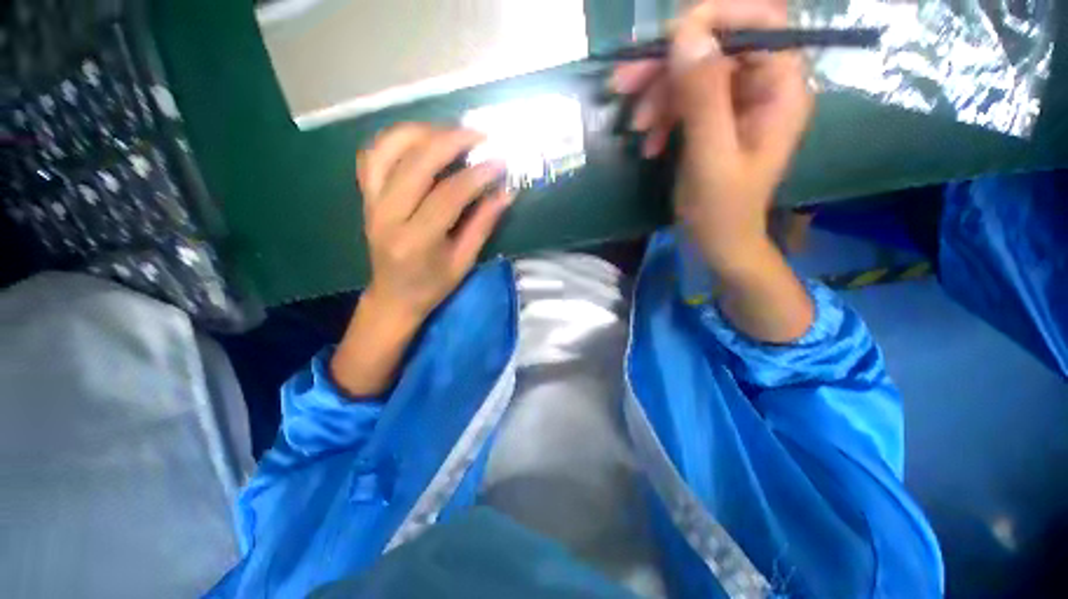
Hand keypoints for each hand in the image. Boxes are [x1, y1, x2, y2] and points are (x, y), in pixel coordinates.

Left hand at [358, 124, 510, 323]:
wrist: (392, 296)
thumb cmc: (432, 286)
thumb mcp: (463, 261)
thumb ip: (483, 225)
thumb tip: (505, 193)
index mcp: (416, 240)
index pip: (447, 195)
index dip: (476, 175)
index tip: (499, 162)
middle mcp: (387, 216)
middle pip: (416, 163)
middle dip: (450, 141)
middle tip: (479, 135)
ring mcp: (371, 202)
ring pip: (387, 149)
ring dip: (420, 132)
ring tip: (450, 132)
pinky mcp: (365, 196)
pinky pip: (372, 155)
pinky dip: (394, 140)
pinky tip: (419, 140)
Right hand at [613, 0, 812, 269]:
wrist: (718, 243)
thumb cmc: (721, 211)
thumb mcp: (710, 157)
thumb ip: (703, 97)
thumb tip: (686, 33)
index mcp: (780, 89)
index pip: (759, 22)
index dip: (713, 19)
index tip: (665, 41)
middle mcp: (763, 86)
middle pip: (716, 46)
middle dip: (668, 63)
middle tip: (623, 83)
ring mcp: (737, 103)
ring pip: (694, 73)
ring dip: (657, 94)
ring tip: (635, 126)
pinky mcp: (715, 119)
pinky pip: (685, 101)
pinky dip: (662, 117)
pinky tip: (649, 143)